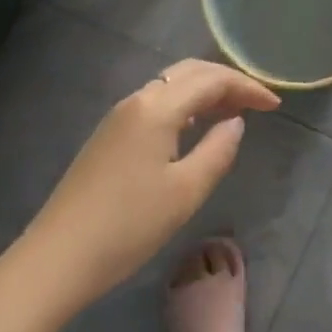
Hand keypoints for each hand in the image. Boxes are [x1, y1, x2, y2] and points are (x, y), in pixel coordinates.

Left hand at [14, 59, 279, 308]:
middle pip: (189, 73)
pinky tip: (195, 128)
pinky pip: (156, 103)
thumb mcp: (186, 191)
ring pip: (170, 86)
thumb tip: (234, 123)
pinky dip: (184, 105)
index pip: (211, 80)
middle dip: (226, 81)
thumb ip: (219, 150)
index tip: (275, 105)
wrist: (56, 259)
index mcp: (157, 108)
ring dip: (205, 91)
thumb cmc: (129, 225)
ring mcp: (118, 118)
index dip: (247, 88)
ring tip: (233, 113)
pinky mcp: (108, 136)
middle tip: (256, 103)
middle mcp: (136, 101)